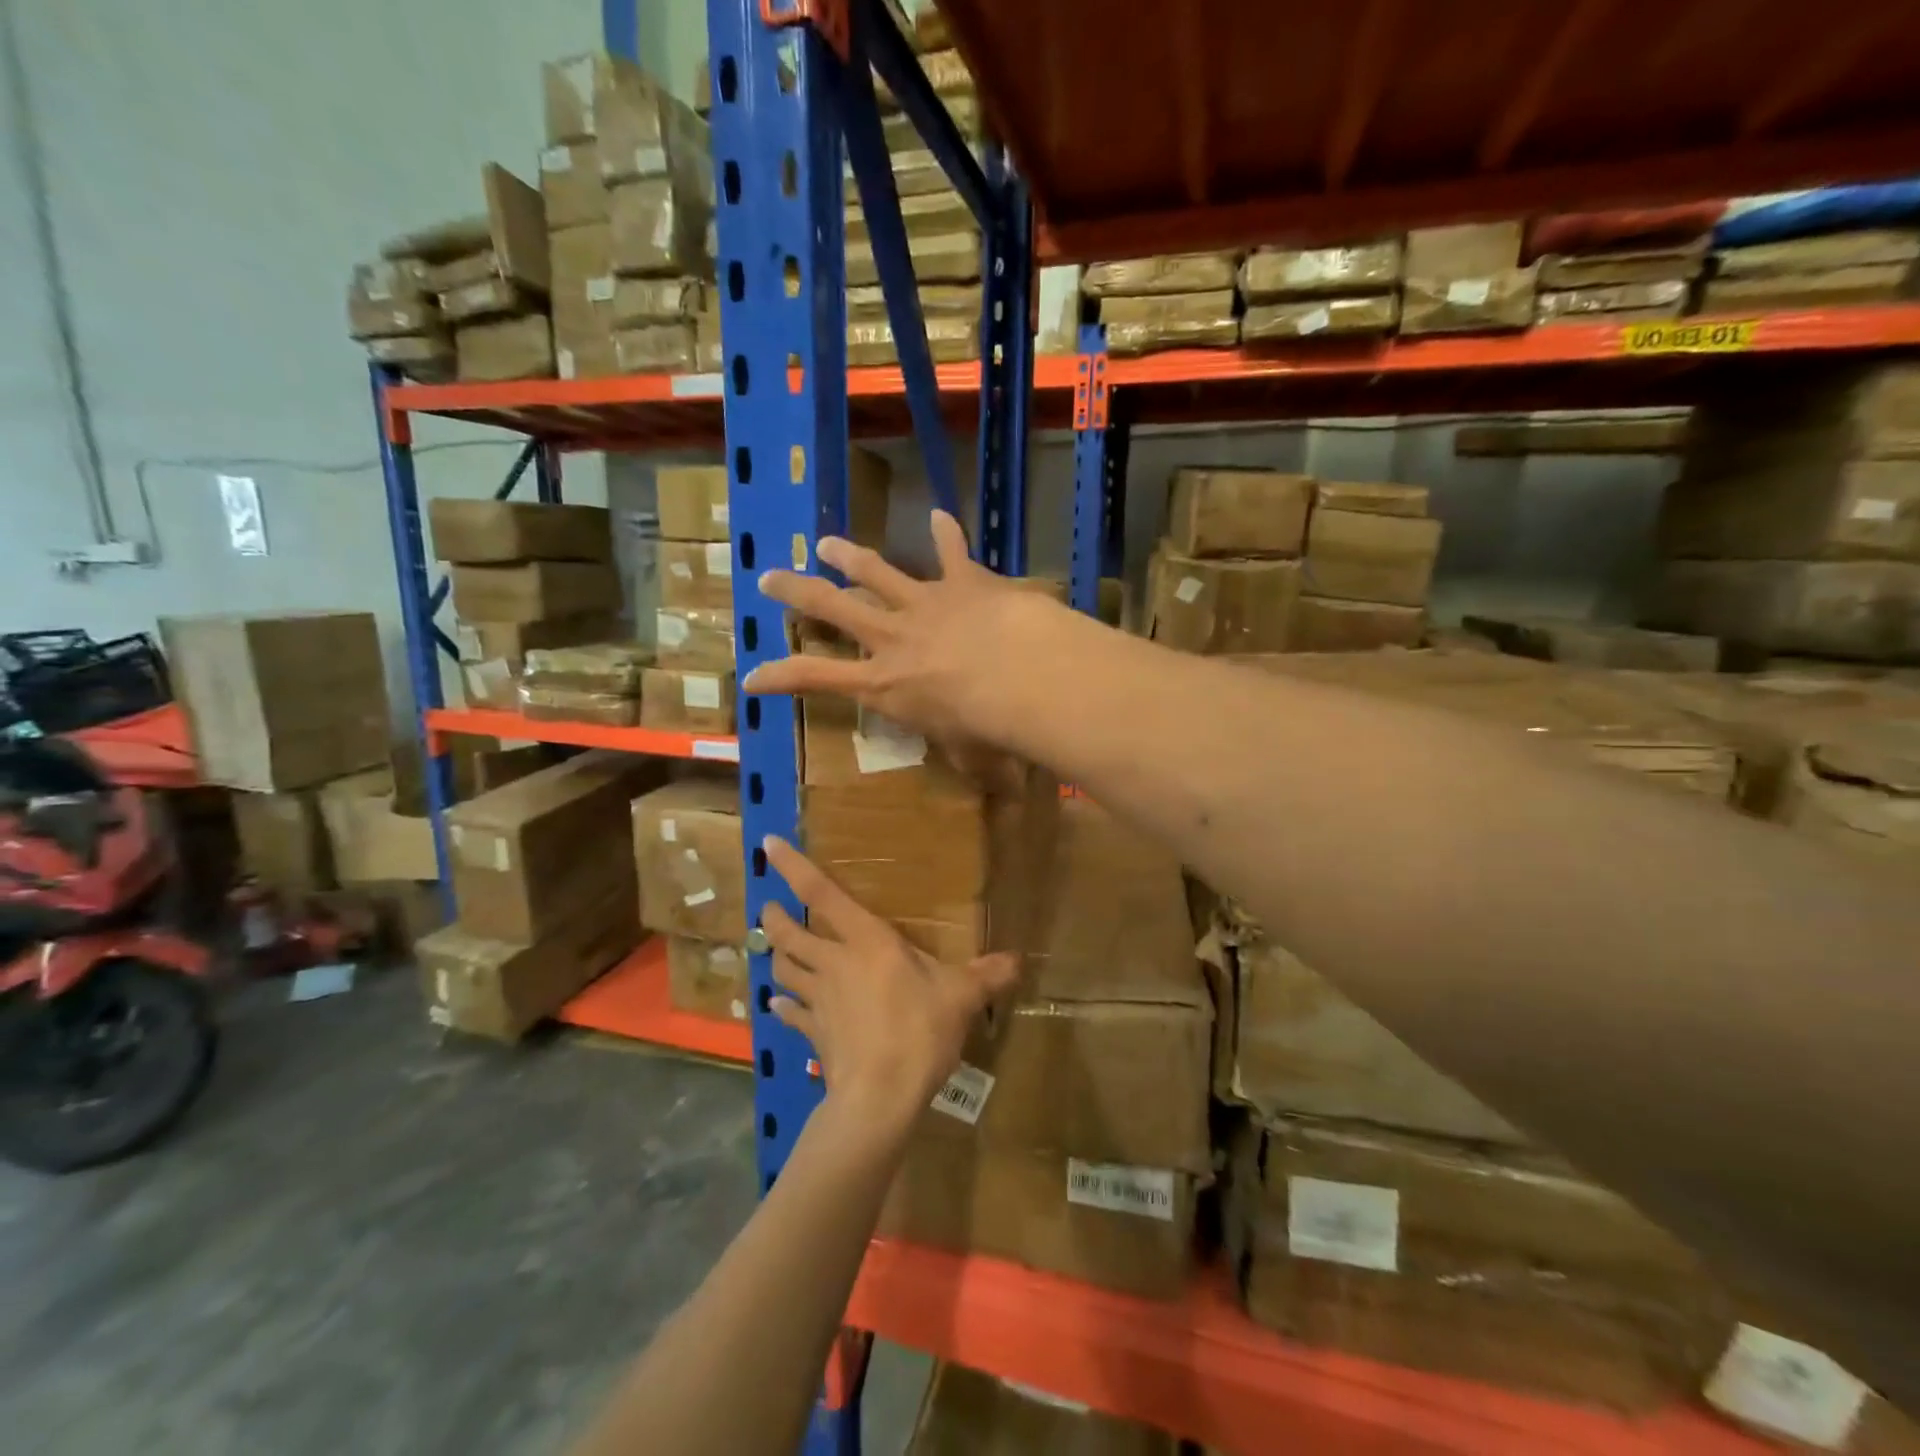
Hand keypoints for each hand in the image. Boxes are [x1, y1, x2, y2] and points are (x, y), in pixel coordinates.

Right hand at [742, 509, 1055, 748]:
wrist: (1022, 675)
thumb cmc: (987, 727)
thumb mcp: (968, 755)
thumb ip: (968, 758)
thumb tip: (995, 787)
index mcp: (884, 683)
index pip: (815, 679)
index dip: (778, 678)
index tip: (750, 676)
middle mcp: (893, 638)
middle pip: (832, 608)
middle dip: (797, 592)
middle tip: (769, 578)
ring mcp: (924, 604)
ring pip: (876, 572)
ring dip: (849, 556)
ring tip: (826, 543)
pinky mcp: (962, 582)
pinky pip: (951, 552)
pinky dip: (946, 533)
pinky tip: (939, 514)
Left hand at [757, 836, 1017, 1142]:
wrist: (881, 1095)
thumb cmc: (919, 1030)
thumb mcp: (962, 997)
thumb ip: (987, 975)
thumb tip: (1017, 960)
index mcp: (866, 940)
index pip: (821, 893)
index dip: (793, 866)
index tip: (769, 844)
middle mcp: (834, 961)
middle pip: (789, 932)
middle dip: (775, 917)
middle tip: (770, 908)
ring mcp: (818, 998)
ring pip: (783, 969)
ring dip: (776, 956)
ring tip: (775, 950)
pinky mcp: (813, 1033)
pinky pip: (790, 1013)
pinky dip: (781, 1005)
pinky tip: (777, 1004)